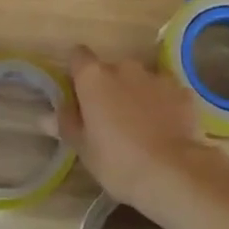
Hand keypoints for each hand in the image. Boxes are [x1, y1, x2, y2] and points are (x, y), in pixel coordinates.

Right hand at [48, 46, 228, 220]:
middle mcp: (124, 67)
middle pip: (110, 69)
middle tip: (109, 118)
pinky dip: (163, 104)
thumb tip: (47, 115)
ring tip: (141, 126)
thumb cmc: (117, 161)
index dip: (77, 72)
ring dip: (136, 94)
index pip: (78, 56)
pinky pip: (165, 93)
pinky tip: (165, 129)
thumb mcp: (83, 149)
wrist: (171, 172)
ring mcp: (156, 76)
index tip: (78, 93)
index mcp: (94, 77)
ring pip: (139, 80)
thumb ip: (67, 125)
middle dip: (109, 87)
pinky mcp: (182, 91)